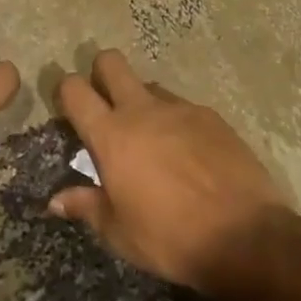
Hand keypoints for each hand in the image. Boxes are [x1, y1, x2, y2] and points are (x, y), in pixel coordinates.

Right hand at [49, 49, 290, 297]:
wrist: (245, 236)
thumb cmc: (171, 238)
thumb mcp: (120, 233)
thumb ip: (86, 207)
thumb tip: (56, 200)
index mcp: (112, 135)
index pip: (75, 90)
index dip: (65, 91)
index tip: (68, 108)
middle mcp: (142, 110)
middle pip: (110, 62)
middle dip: (101, 73)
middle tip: (105, 105)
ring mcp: (180, 108)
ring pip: (149, 85)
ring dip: (142, 102)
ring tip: (151, 140)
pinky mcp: (211, 116)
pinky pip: (182, 107)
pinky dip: (176, 122)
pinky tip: (188, 154)